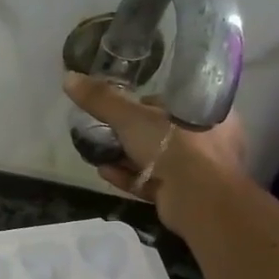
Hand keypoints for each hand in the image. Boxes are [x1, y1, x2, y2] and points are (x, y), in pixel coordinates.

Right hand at [63, 73, 248, 225]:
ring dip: (126, 158)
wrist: (198, 201)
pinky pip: (152, 183)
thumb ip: (102, 100)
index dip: (147, 105)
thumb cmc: (175, 146)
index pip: (175, 103)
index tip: (123, 108)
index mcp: (208, 113)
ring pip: (156, 160)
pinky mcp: (183, 196)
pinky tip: (105, 172)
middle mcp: (209, 141)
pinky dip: (129, 177)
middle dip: (131, 136)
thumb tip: (69, 78)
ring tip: (99, 154)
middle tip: (105, 133)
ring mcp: (198, 172)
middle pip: (162, 133)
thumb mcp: (132, 117)